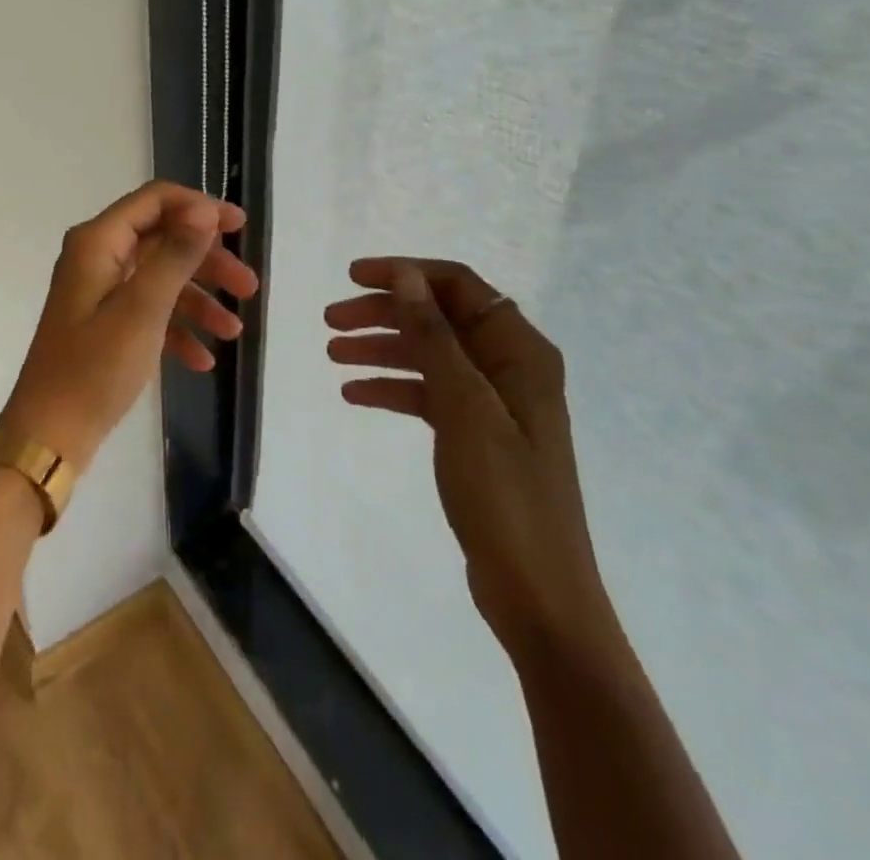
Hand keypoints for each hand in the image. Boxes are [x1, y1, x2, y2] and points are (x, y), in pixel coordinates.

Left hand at [0, 181, 257, 470]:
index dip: (199, 207)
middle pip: (163, 239)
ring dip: (200, 300)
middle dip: (208, 261)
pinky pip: (149, 312)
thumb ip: (176, 254)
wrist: (49, 438)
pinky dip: (177, 329)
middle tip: (249, 287)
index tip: (240, 226)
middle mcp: (98, 258)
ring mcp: (100, 292)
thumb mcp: (143, 309)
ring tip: (234, 332)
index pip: (155, 200)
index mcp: (98, 242)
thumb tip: (203, 209)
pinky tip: (203, 360)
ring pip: (161, 278)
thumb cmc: (94, 369)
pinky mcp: (104, 324)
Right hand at [326, 259, 615, 654]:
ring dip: (382, 349)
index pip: (457, 286)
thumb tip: (406, 276)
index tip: (352, 277)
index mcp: (518, 349)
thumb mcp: (464, 405)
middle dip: (384, 313)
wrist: (539, 595)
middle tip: (330, 320)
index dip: (404, 274)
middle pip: (438, 318)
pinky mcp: (477, 434)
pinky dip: (393, 388)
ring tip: (332, 354)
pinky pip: (429, 394)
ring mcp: (492, 402)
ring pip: (429, 355)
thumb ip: (434, 335)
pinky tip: (354, 394)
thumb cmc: (504, 492)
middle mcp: (508, 365)